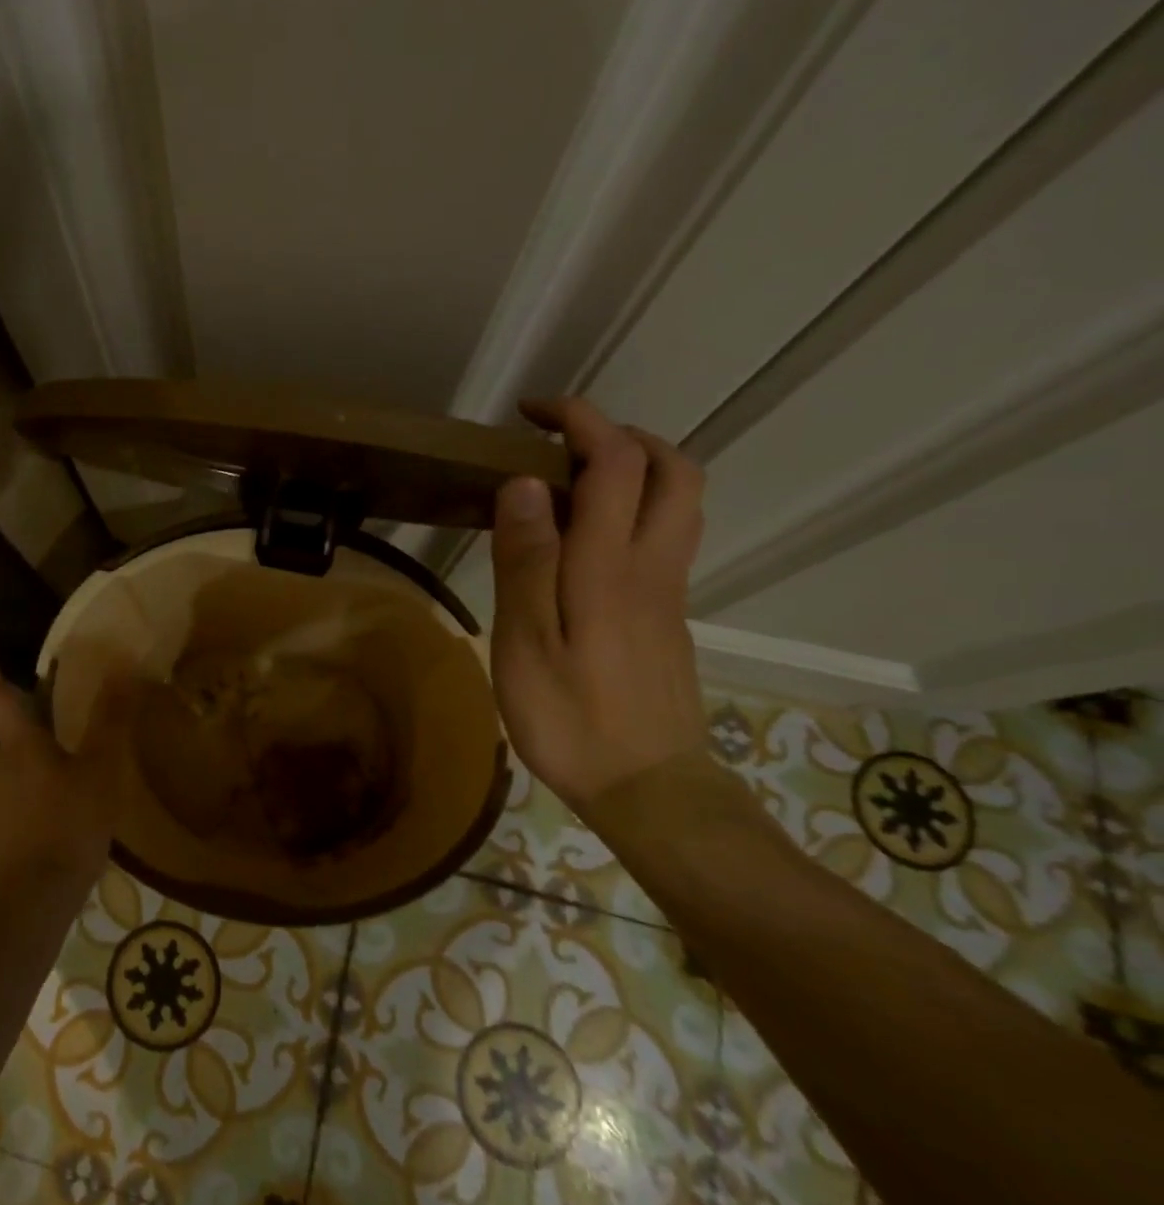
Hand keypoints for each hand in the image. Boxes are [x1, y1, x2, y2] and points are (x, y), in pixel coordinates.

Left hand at [0, 628, 123, 905]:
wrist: (31, 903)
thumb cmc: (65, 825)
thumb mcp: (100, 770)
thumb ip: (112, 720)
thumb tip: (124, 667)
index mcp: (18, 745)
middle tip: (2, 690)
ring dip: (4, 742)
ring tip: (34, 735)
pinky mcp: (4, 833)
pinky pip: (9, 791)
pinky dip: (22, 777)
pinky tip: (48, 788)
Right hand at [489, 397, 707, 812]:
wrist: (649, 791)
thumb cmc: (572, 718)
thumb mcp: (527, 642)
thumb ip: (527, 559)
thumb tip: (526, 484)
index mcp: (611, 566)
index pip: (617, 462)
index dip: (581, 420)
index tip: (533, 413)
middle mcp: (653, 566)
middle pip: (673, 470)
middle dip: (622, 434)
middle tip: (563, 442)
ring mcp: (669, 592)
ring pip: (678, 503)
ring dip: (636, 468)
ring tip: (571, 482)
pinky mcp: (668, 617)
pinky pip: (664, 537)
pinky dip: (632, 510)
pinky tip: (582, 542)